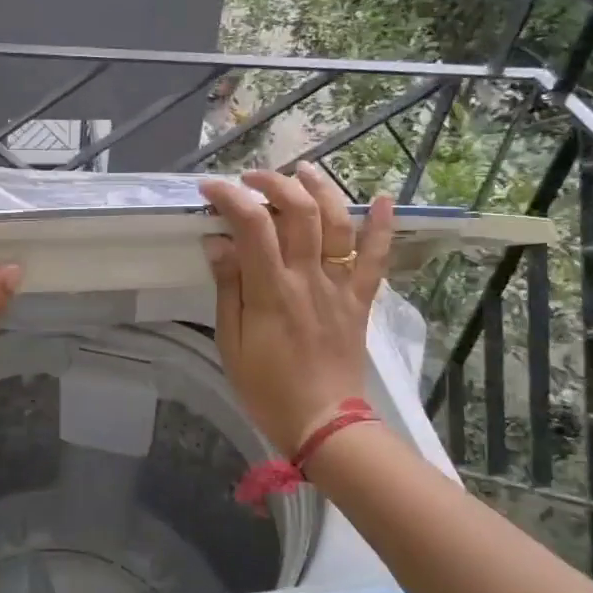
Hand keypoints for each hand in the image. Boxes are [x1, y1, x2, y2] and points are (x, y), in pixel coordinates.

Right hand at [199, 164, 392, 456]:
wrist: (323, 423)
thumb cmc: (266, 388)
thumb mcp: (231, 342)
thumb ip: (227, 289)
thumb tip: (218, 243)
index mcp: (271, 291)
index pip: (252, 227)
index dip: (230, 198)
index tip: (210, 188)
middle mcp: (308, 279)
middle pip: (298, 212)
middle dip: (273, 183)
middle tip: (251, 178)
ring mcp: (339, 286)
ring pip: (337, 223)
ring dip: (321, 189)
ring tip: (303, 170)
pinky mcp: (359, 299)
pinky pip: (375, 258)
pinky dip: (381, 226)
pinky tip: (382, 197)